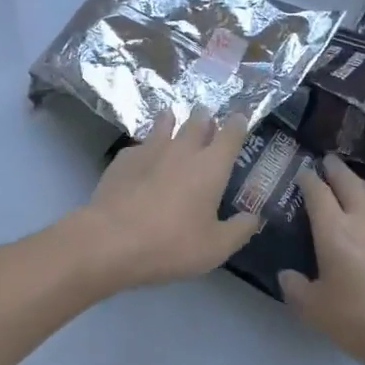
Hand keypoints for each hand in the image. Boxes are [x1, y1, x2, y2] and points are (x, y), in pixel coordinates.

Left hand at [73, 110, 259, 289]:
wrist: (111, 240)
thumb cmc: (171, 244)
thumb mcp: (215, 248)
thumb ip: (239, 231)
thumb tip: (254, 218)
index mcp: (211, 166)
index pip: (231, 135)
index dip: (238, 124)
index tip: (241, 117)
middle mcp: (183, 149)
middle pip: (197, 122)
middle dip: (205, 117)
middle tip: (206, 116)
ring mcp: (150, 150)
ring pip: (164, 124)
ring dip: (171, 120)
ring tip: (171, 117)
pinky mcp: (123, 159)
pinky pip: (139, 145)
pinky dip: (145, 147)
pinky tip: (141, 156)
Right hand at [279, 155, 364, 364]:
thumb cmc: (361, 321)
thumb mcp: (316, 311)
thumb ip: (296, 289)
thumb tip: (287, 274)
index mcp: (334, 230)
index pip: (317, 193)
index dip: (308, 180)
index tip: (302, 172)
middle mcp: (363, 218)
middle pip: (348, 182)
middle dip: (335, 170)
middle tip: (327, 161)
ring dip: (360, 182)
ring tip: (354, 181)